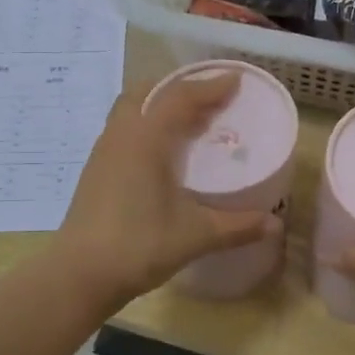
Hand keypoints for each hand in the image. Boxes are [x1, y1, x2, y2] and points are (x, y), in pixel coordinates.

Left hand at [56, 72, 277, 308]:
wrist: (79, 274)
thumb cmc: (139, 245)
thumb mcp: (195, 235)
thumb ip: (237, 226)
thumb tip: (275, 224)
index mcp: (146, 139)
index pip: (180, 97)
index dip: (209, 86)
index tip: (235, 80)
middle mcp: (122, 135)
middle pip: (149, 92)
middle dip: (180, 88)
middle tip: (209, 99)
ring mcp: (103, 152)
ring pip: (131, 110)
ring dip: (159, 106)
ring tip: (188, 122)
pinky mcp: (95, 170)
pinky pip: (123, 130)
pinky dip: (146, 126)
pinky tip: (161, 153)